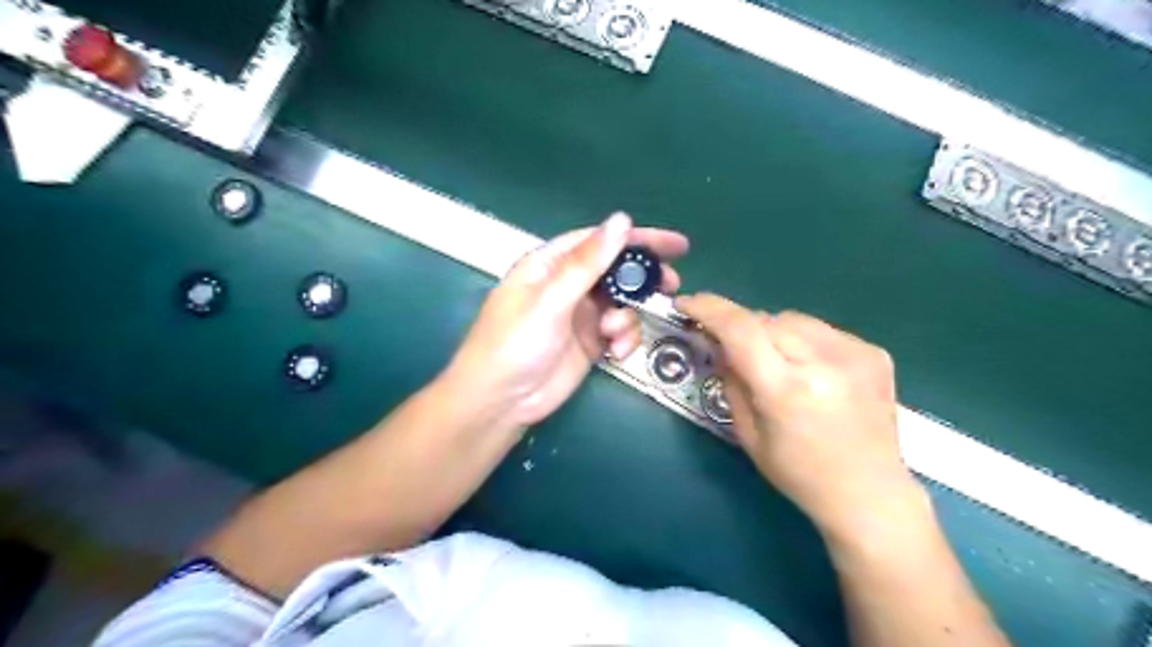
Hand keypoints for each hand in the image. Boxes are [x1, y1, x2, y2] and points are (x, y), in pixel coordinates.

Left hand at [448, 211, 682, 429]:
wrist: (500, 402)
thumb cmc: (515, 343)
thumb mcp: (550, 300)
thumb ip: (587, 263)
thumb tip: (621, 220)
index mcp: (550, 265)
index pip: (599, 241)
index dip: (637, 238)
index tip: (675, 244)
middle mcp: (567, 285)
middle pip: (615, 271)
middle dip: (642, 278)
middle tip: (672, 284)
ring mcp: (580, 315)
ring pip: (621, 303)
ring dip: (628, 316)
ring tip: (614, 333)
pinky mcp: (590, 343)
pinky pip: (619, 331)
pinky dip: (624, 338)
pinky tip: (615, 352)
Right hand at [676, 292, 924, 535]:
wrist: (870, 493)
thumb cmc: (798, 473)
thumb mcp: (747, 434)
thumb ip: (731, 381)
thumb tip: (721, 344)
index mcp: (787, 390)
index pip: (740, 329)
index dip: (708, 309)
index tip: (686, 303)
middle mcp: (823, 364)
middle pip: (765, 319)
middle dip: (742, 329)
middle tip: (736, 351)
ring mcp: (855, 354)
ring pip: (793, 319)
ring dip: (773, 332)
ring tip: (779, 364)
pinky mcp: (874, 353)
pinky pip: (821, 330)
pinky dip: (804, 341)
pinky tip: (811, 371)